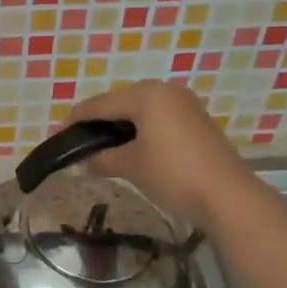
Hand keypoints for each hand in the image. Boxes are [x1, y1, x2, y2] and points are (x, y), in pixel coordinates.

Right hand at [60, 81, 255, 228]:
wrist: (227, 196)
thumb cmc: (173, 174)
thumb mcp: (131, 166)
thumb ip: (104, 159)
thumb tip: (86, 162)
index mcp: (147, 95)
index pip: (101, 103)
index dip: (77, 118)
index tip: (58, 131)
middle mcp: (167, 91)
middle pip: (122, 101)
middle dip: (100, 120)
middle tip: (79, 139)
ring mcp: (186, 105)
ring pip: (142, 110)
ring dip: (121, 126)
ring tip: (102, 145)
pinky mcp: (197, 122)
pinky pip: (159, 119)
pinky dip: (141, 130)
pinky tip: (132, 147)